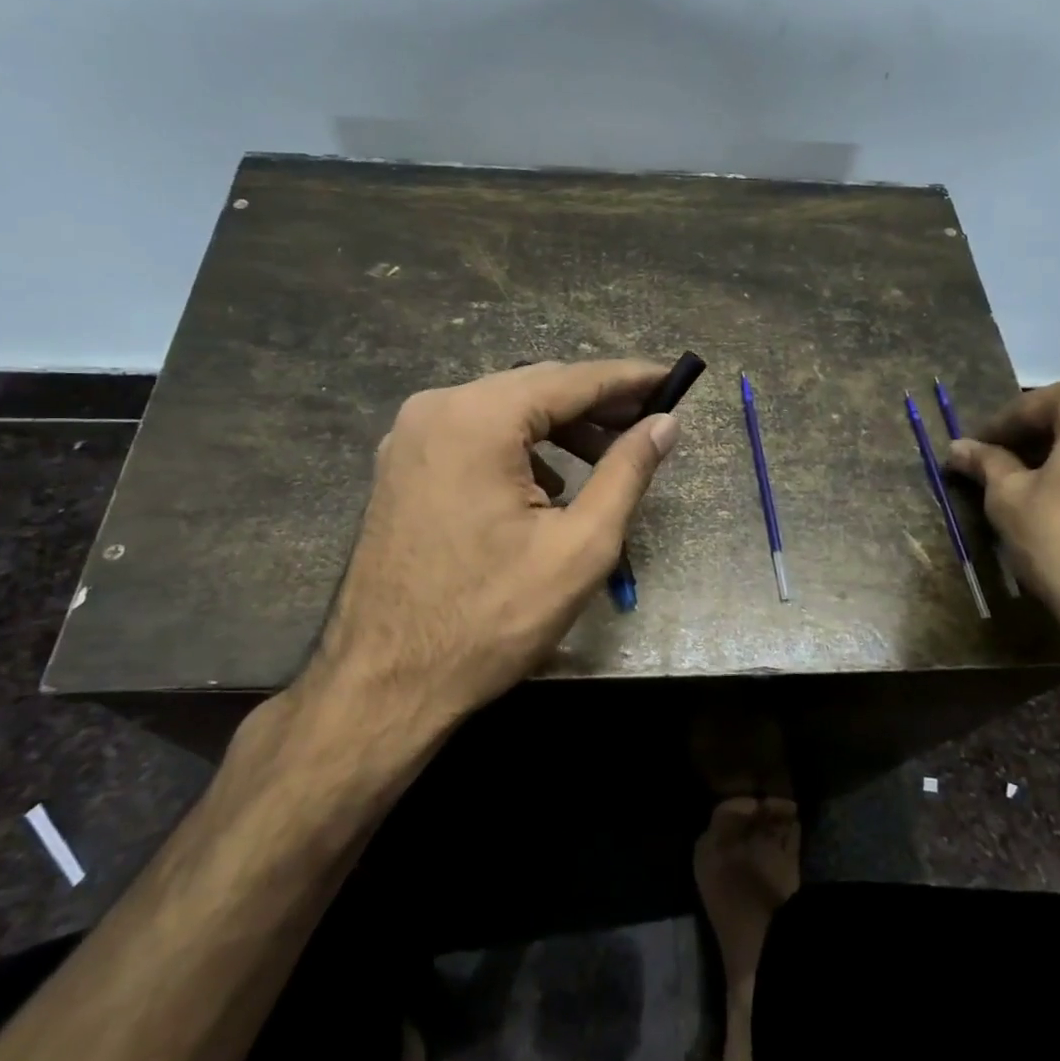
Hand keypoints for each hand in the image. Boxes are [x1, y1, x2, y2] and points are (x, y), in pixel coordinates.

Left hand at [297, 359, 680, 733]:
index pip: (571, 380)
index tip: (672, 378)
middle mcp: (436, 409)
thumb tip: (666, 424)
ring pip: (504, 410)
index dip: (628, 378)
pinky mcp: (402, 465)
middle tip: (649, 420)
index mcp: (477, 419)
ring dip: (559, 427)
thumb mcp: (580, 546)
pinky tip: (549, 484)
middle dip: (595, 403)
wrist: (386, 682)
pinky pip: (474, 435)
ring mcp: (410, 436)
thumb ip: (627, 472)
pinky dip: (520, 447)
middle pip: (535, 388)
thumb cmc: (491, 618)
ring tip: (607, 456)